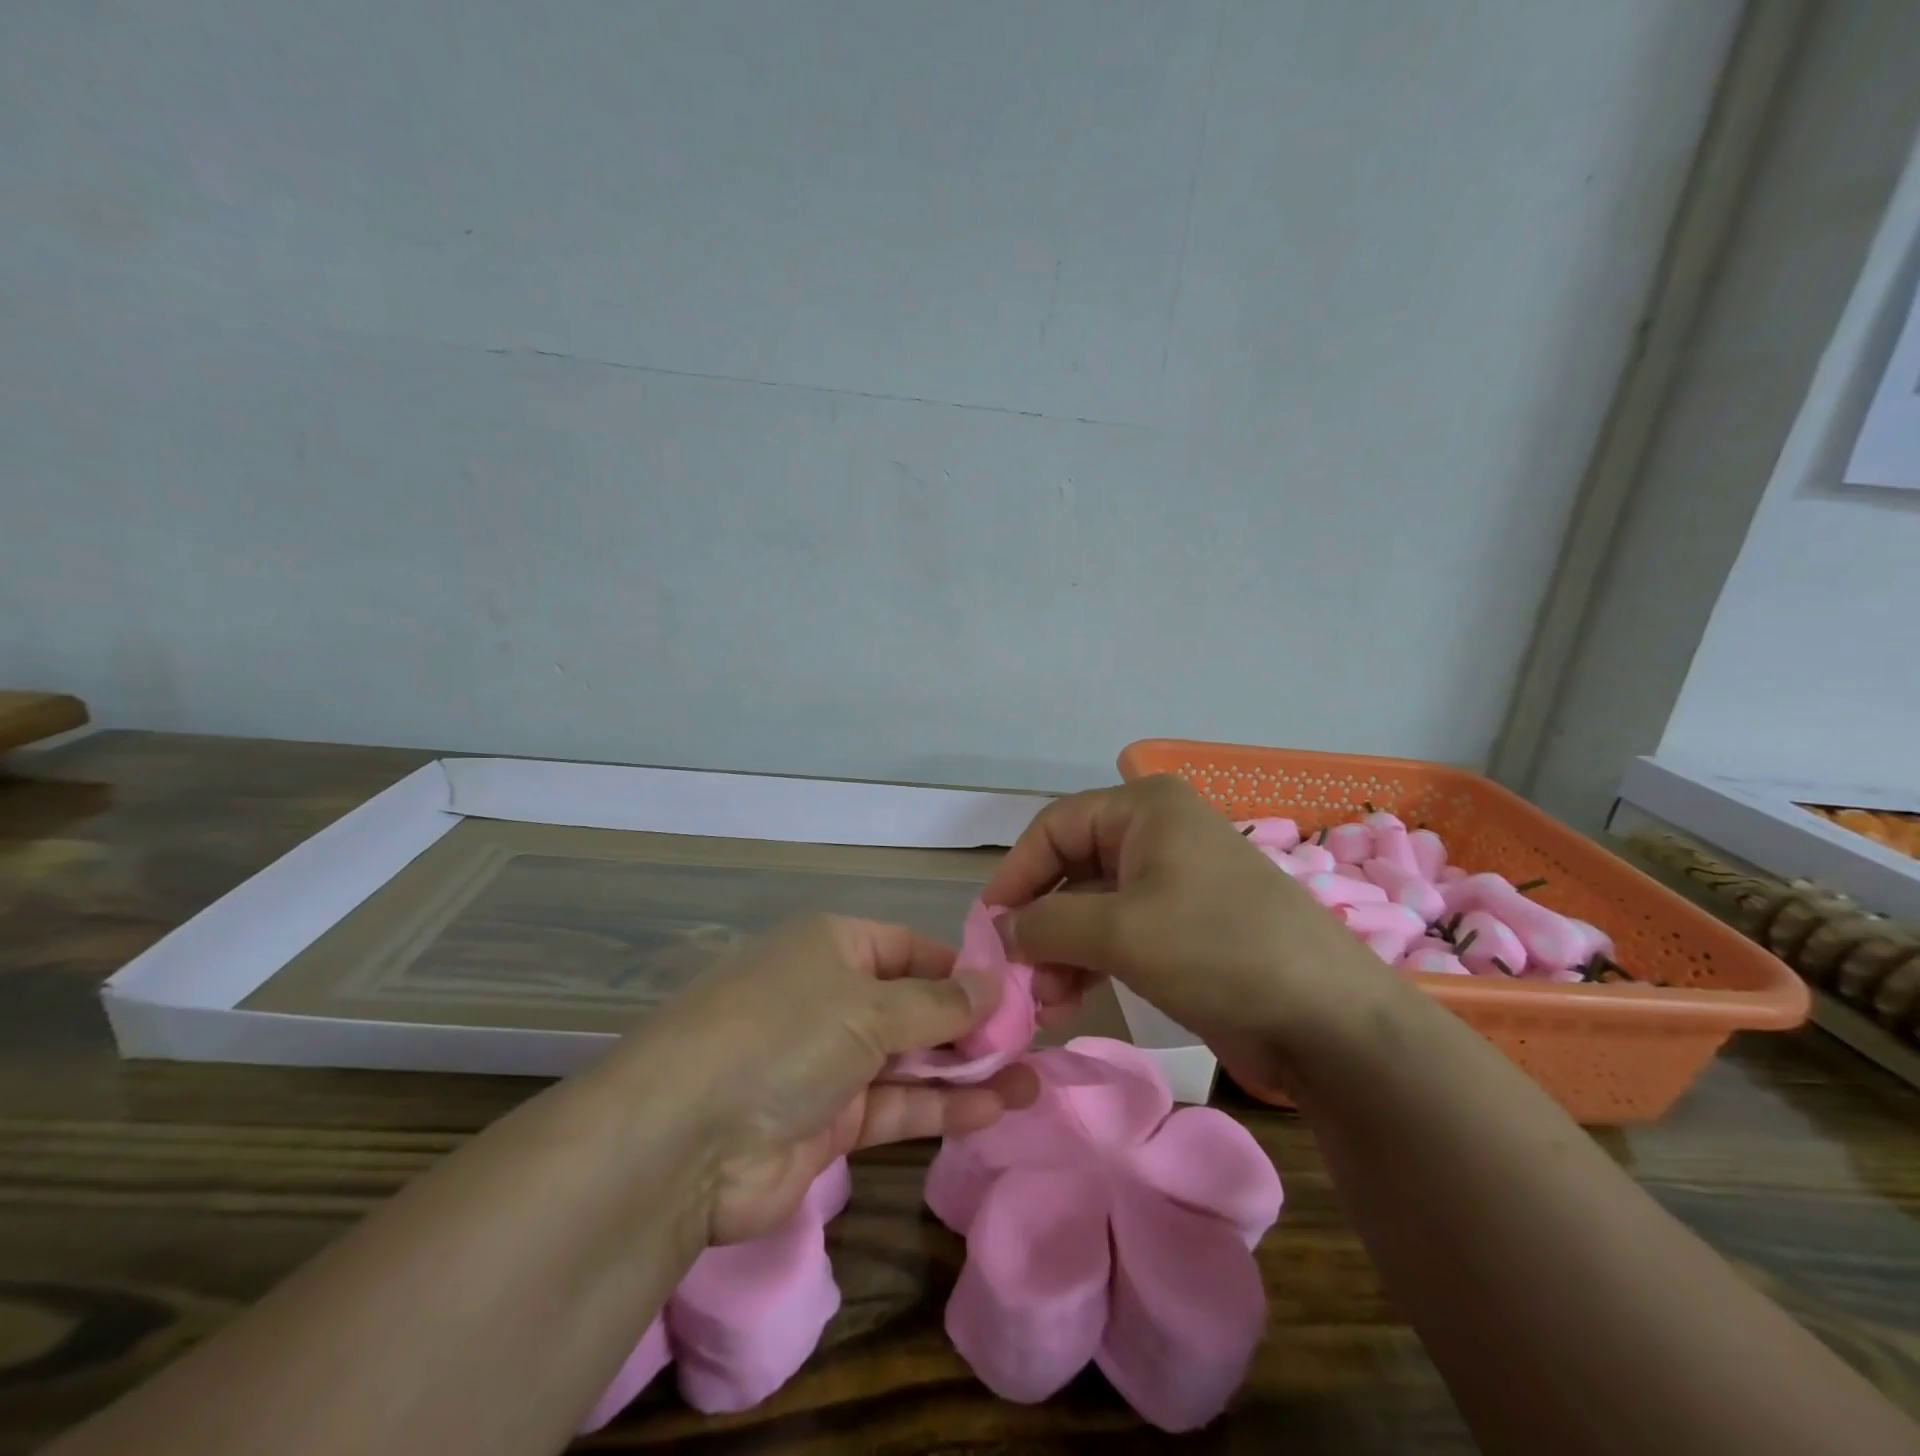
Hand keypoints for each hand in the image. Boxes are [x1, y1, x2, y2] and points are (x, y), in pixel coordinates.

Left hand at [616, 915, 1036, 1245]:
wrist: (685, 1143)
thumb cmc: (784, 1035)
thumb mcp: (868, 1006)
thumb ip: (938, 1003)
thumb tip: (995, 985)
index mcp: (834, 947)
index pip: (910, 948)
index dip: (961, 968)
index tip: (1013, 990)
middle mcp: (831, 997)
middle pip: (915, 1005)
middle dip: (971, 1024)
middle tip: (1033, 1040)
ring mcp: (829, 1062)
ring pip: (911, 1059)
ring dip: (968, 1070)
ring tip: (1033, 1079)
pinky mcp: (829, 1122)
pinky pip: (897, 1106)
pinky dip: (942, 1107)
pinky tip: (997, 1108)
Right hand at [983, 775, 1398, 1080]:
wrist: (1328, 1020)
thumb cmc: (1217, 950)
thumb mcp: (1120, 931)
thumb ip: (1046, 924)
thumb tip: (1001, 931)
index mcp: (1144, 809)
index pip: (1055, 827)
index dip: (1016, 874)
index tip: (988, 926)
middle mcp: (1156, 835)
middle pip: (1071, 868)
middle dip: (1039, 921)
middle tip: (1014, 972)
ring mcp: (1172, 882)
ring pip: (1092, 906)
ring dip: (1060, 949)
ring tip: (1041, 999)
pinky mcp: (1183, 927)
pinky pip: (1119, 934)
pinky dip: (1089, 962)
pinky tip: (1066, 1000)